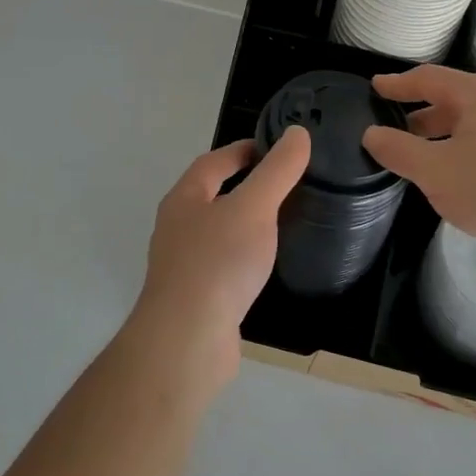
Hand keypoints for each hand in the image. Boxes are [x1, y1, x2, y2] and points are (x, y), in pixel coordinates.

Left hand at [129, 128, 310, 390]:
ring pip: (217, 233)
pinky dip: (243, 259)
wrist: (186, 342)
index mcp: (185, 199)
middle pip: (210, 196)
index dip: (242, 150)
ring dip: (243, 224)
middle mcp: (177, 228)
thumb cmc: (218, 263)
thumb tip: (297, 133)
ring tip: (280, 223)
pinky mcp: (195, 299)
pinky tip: (264, 269)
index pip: (213, 162)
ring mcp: (183, 266)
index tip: (273, 149)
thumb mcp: (254, 207)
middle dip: (243, 186)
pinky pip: (222, 267)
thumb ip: (277, 171)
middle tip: (284, 184)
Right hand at [362, 65, 475, 262]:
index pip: (429, 78)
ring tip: (422, 155)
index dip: (399, 84)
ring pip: (473, 122)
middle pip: (453, 98)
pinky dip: (465, 148)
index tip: (375, 87)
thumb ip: (399, 151)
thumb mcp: (436, 172)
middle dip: (420, 113)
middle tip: (394, 128)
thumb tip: (372, 134)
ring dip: (443, 134)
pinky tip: (460, 175)